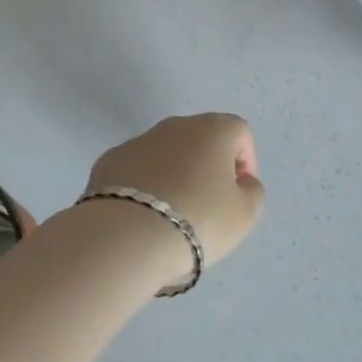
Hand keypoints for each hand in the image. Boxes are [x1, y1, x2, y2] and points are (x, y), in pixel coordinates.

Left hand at [84, 114, 264, 269]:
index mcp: (213, 129)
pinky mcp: (109, 160)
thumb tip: (241, 182)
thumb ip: (252, 191)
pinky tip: (142, 216)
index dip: (245, 162)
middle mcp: (176, 125)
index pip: (239, 133)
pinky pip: (136, 169)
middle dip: (208, 166)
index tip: (239, 194)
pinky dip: (144, 186)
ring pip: (166, 153)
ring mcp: (138, 140)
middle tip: (208, 205)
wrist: (127, 236)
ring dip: (174, 175)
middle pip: (201, 139)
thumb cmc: (198, 220)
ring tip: (172, 215)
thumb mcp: (245, 215)